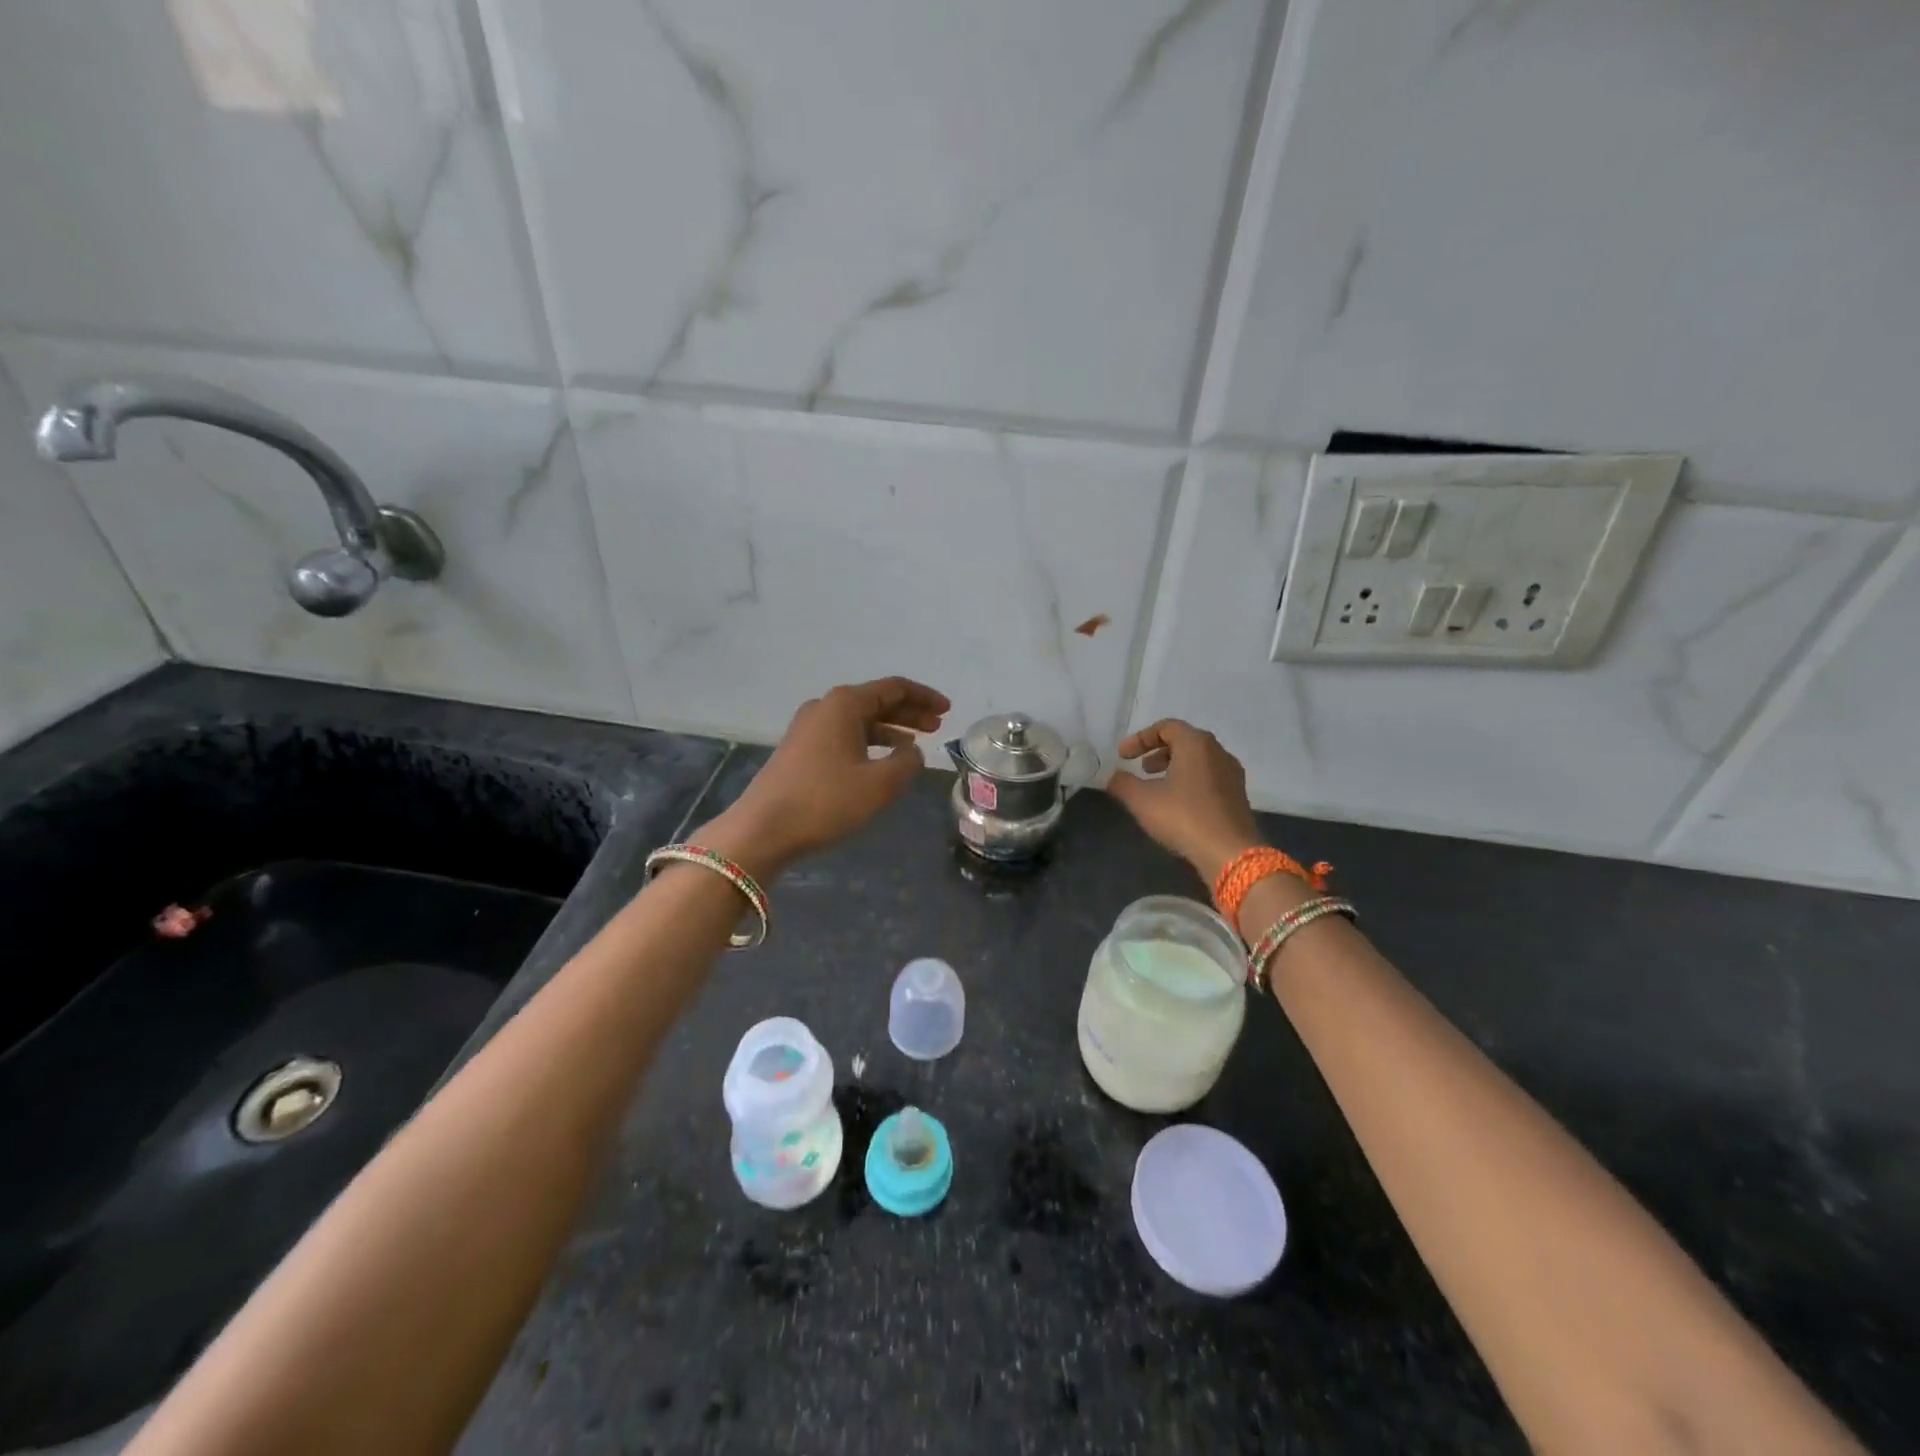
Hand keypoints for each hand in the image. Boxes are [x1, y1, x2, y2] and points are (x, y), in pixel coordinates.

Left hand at [701, 677, 950, 877]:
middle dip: (909, 712)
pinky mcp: (800, 750)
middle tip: (937, 726)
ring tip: (914, 744)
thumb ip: (907, 762)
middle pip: (876, 701)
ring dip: (890, 729)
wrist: (763, 828)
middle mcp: (825, 707)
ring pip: (859, 720)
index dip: (924, 697)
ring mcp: (808, 728)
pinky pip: (844, 735)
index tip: (948, 710)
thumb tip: (912, 751)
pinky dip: (869, 743)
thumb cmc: (826, 801)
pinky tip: (881, 761)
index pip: (894, 688)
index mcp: (845, 704)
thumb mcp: (880, 784)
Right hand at [1106, 720, 1261, 882]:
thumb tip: (1114, 777)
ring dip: (1175, 768)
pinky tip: (1178, 805)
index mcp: (1196, 744)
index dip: (1140, 739)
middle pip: (1185, 741)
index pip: (1166, 727)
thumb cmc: (1183, 817)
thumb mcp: (1142, 800)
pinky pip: (1209, 778)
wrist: (1230, 853)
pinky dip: (1190, 782)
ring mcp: (1232, 774)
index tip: (1123, 756)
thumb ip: (1123, 783)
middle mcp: (1218, 752)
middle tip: (1142, 769)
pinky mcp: (1238, 796)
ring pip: (1199, 761)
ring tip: (1157, 788)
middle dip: (1159, 752)